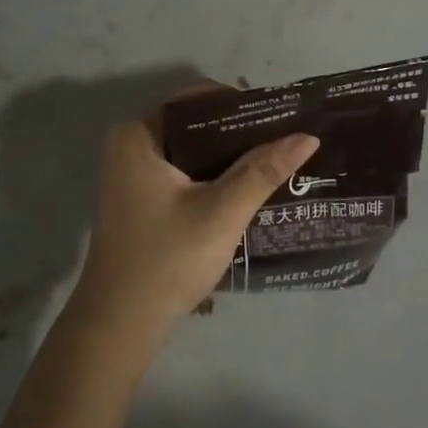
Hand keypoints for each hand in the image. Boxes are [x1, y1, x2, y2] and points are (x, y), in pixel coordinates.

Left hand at [68, 89, 318, 346]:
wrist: (119, 328)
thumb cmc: (166, 261)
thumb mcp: (221, 212)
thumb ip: (263, 171)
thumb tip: (308, 135)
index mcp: (139, 135)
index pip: (197, 99)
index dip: (240, 104)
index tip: (280, 116)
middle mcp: (131, 145)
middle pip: (196, 123)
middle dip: (239, 131)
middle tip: (284, 138)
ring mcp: (133, 173)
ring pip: (192, 149)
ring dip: (229, 155)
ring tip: (275, 158)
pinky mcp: (141, 198)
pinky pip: (185, 170)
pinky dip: (213, 174)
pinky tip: (247, 184)